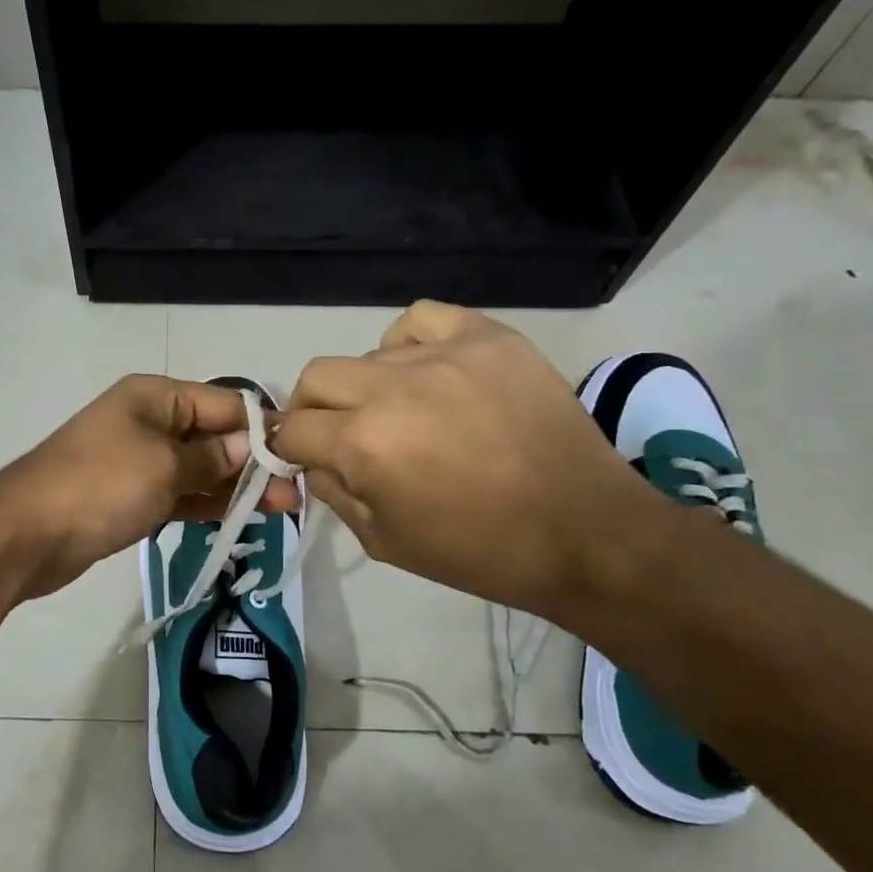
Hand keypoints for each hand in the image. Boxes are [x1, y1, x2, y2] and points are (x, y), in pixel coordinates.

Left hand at [0, 375, 298, 600]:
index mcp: (156, 397)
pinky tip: (239, 517)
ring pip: (199, 469)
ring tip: (281, 509)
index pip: (224, 403)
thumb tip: (253, 447)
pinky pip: (179, 493)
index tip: (299, 455)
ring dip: (235, 487)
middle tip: (295, 494)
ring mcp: (139, 460)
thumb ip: (212, 458)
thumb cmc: (100, 486)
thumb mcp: (164, 466)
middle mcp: (149, 421)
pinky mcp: (131, 496)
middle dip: (253, 462)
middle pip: (214, 436)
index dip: (262, 428)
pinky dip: (206, 503)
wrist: (26, 534)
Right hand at [271, 301, 659, 618]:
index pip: (291, 429)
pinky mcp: (488, 338)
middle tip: (339, 434)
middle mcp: (392, 388)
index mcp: (363, 444)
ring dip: (368, 387)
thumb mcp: (383, 540)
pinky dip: (408, 343)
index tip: (302, 457)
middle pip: (316, 377)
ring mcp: (444, 355)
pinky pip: (422, 319)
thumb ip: (333, 492)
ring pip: (369, 354)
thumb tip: (312, 460)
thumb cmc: (479, 552)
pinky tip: (426, 370)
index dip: (288, 447)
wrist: (584, 533)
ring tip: (402, 411)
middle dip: (313, 410)